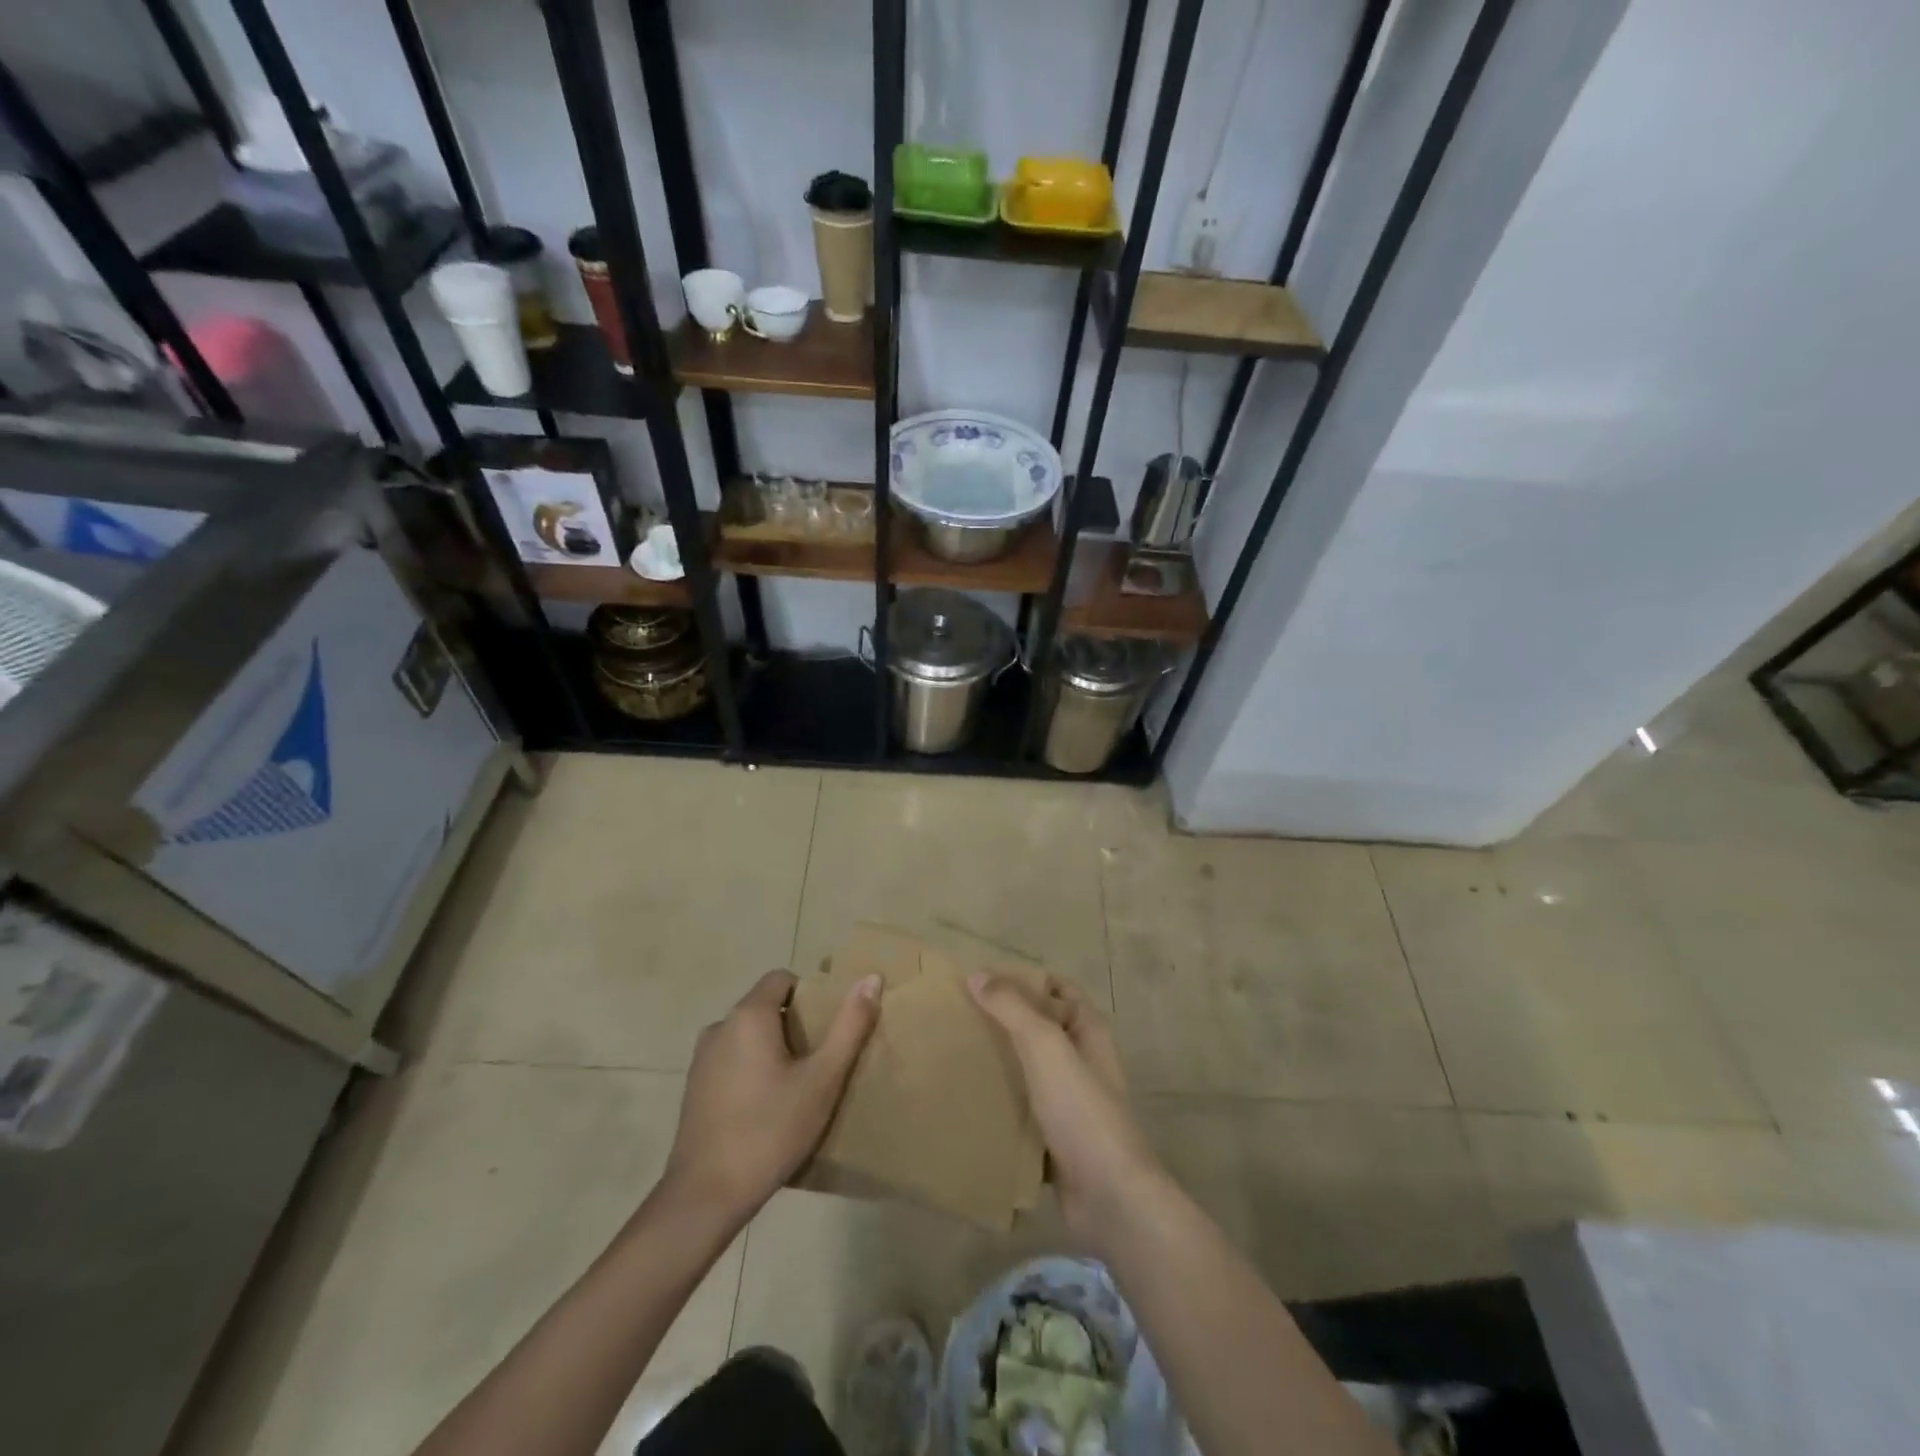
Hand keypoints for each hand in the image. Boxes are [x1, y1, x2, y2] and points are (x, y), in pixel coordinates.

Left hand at [663, 969, 880, 1222]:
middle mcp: (719, 1027)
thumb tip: (872, 978)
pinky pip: (731, 1060)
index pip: (782, 979)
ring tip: (798, 1086)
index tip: (828, 1027)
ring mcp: (701, 1059)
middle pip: (765, 1007)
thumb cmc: (770, 1130)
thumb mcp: (822, 1079)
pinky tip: (768, 1108)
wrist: (705, 1197)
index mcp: (748, 1015)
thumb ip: (849, 1026)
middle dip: (795, 1025)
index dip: (810, 995)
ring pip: (748, 1036)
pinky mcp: (693, 1088)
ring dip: (773, 1049)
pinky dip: (752, 1070)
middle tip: (821, 1060)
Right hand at [968, 973, 1162, 1250]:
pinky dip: (1001, 1103)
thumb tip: (976, 974)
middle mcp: (1082, 1059)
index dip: (1024, 978)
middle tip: (958, 1016)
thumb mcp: (1046, 1047)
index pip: (1056, 988)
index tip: (981, 980)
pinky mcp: (1056, 1137)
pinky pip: (1023, 1109)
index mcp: (1088, 1030)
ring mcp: (1070, 1100)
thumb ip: (1012, 1008)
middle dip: (1003, 1019)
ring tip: (956, 1054)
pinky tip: (968, 1101)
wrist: (1109, 1196)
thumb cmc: (1081, 1110)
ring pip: (1029, 1069)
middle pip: (1039, 1027)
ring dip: (999, 1062)